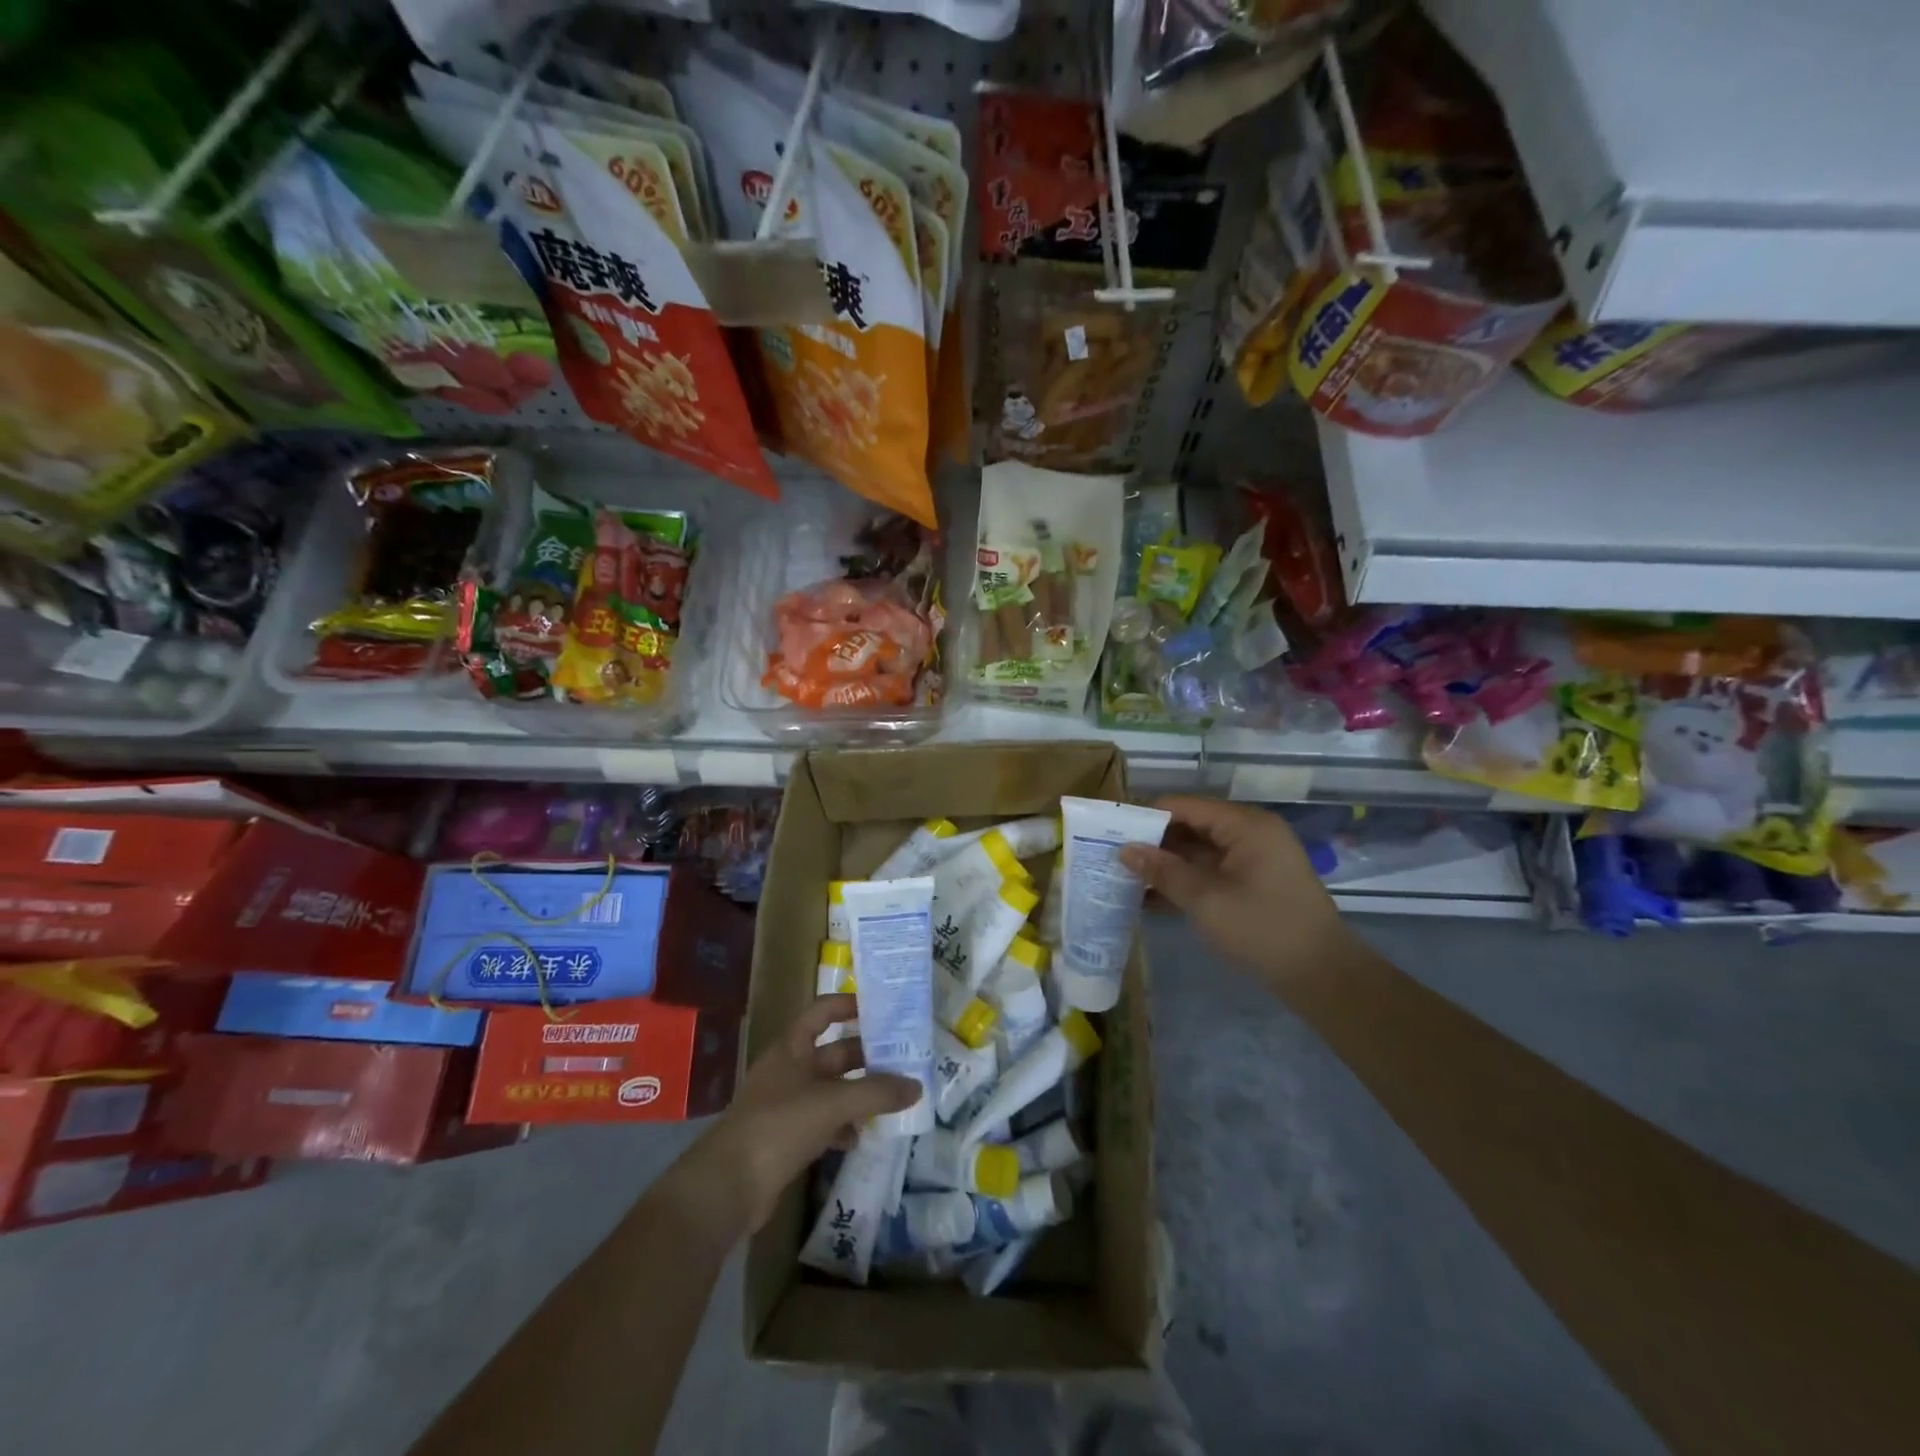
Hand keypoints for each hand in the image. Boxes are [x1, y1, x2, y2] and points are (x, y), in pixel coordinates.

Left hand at [667, 995, 920, 1238]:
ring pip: (832, 1089)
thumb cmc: (778, 1126)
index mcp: (792, 1047)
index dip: (849, 1005)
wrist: (727, 1187)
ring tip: (895, 1097)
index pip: (823, 1011)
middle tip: (904, 1059)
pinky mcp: (787, 1139)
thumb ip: (876, 1093)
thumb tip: (917, 1086)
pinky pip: (824, 1123)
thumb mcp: (833, 1103)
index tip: (883, 1009)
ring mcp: (786, 1105)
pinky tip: (864, 1136)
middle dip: (866, 1056)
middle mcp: (789, 1070)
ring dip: (860, 1093)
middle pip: (834, 1053)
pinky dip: (844, 1126)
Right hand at [1120, 796, 1346, 985]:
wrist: (1322, 976)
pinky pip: (1211, 872)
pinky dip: (1185, 882)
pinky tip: (1151, 899)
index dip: (1148, 817)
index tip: (1112, 833)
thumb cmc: (1263, 928)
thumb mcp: (1206, 899)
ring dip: (1166, 865)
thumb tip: (1125, 849)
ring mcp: (1253, 859)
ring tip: (1125, 878)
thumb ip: (1163, 871)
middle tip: (1114, 857)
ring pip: (1198, 852)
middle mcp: (1250, 833)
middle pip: (1191, 827)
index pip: (1185, 806)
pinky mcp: (1252, 884)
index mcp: (1245, 825)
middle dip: (1154, 843)